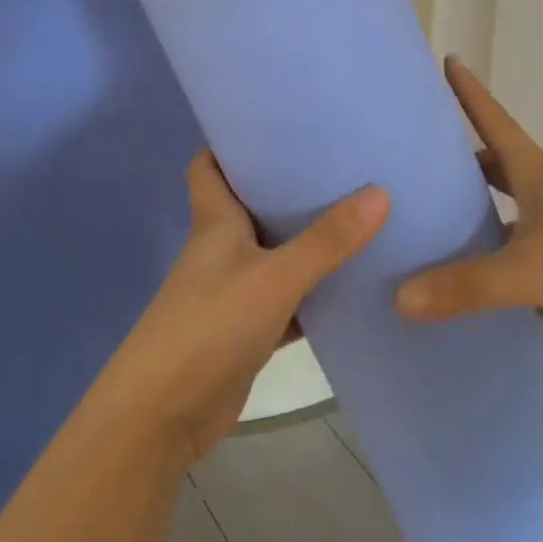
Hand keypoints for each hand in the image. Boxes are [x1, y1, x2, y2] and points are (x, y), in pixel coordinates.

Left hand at [90, 153, 386, 466]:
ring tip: (359, 214)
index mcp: (215, 222)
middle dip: (287, 187)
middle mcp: (222, 248)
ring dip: (306, 240)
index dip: (231, 142)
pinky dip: (312, 292)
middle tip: (340, 164)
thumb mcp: (274, 278)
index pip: (210, 165)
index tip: (275, 125)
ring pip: (273, 252)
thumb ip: (326, 241)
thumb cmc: (209, 327)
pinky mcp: (247, 329)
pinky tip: (351, 284)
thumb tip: (379, 192)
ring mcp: (234, 290)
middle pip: (251, 204)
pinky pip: (286, 299)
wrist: (163, 416)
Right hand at [394, 58, 542, 349]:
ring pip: (510, 209)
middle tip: (412, 159)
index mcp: (537, 174)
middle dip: (458, 158)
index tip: (445, 59)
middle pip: (495, 163)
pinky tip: (479, 285)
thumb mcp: (534, 273)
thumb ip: (468, 286)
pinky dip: (502, 260)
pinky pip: (527, 251)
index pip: (493, 120)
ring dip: (478, 212)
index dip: (468, 91)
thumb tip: (400, 298)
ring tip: (432, 223)